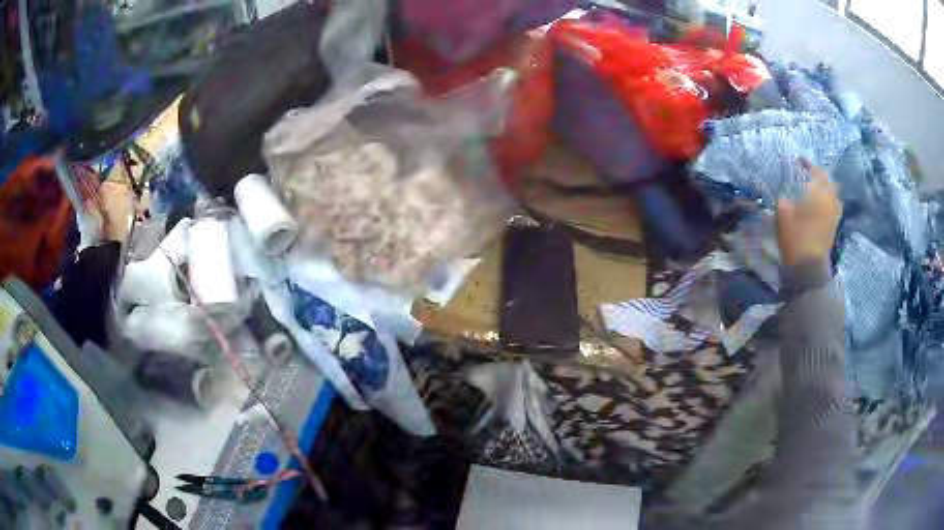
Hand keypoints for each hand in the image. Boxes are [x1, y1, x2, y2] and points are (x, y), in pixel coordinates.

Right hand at [775, 160, 841, 265]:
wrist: (808, 268)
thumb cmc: (795, 237)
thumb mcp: (782, 213)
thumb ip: (784, 197)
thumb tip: (784, 193)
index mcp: (818, 193)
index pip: (815, 171)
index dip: (807, 164)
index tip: (798, 161)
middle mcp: (830, 200)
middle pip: (828, 181)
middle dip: (818, 174)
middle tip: (808, 173)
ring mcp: (834, 215)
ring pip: (834, 193)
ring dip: (826, 187)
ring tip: (817, 187)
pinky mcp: (834, 226)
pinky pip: (835, 207)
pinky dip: (830, 201)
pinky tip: (823, 204)